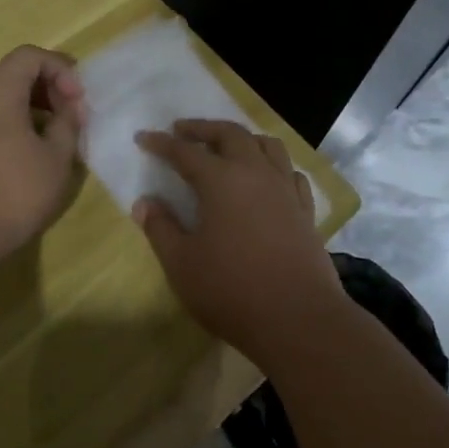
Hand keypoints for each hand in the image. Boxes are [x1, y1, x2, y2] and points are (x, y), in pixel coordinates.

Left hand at [0, 46, 87, 271]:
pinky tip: (16, 164)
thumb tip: (67, 110)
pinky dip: (3, 130)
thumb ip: (67, 125)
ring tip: (46, 145)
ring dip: (25, 113)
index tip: (77, 101)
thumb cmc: (10, 194)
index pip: (29, 56)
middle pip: (10, 77)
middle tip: (68, 122)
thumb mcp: (56, 160)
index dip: (60, 69)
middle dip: (45, 91)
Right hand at [133, 120, 344, 361]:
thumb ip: (160, 228)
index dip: (162, 144)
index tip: (144, 137)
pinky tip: (267, 177)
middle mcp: (256, 173)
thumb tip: (144, 202)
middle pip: (230, 134)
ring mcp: (285, 189)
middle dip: (203, 128)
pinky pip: (290, 172)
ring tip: (227, 145)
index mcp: (221, 180)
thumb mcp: (182, 263)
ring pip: (267, 145)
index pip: (185, 152)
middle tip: (182, 131)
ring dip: (242, 138)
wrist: (297, 318)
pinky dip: (273, 164)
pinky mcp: (305, 210)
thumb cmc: (231, 290)